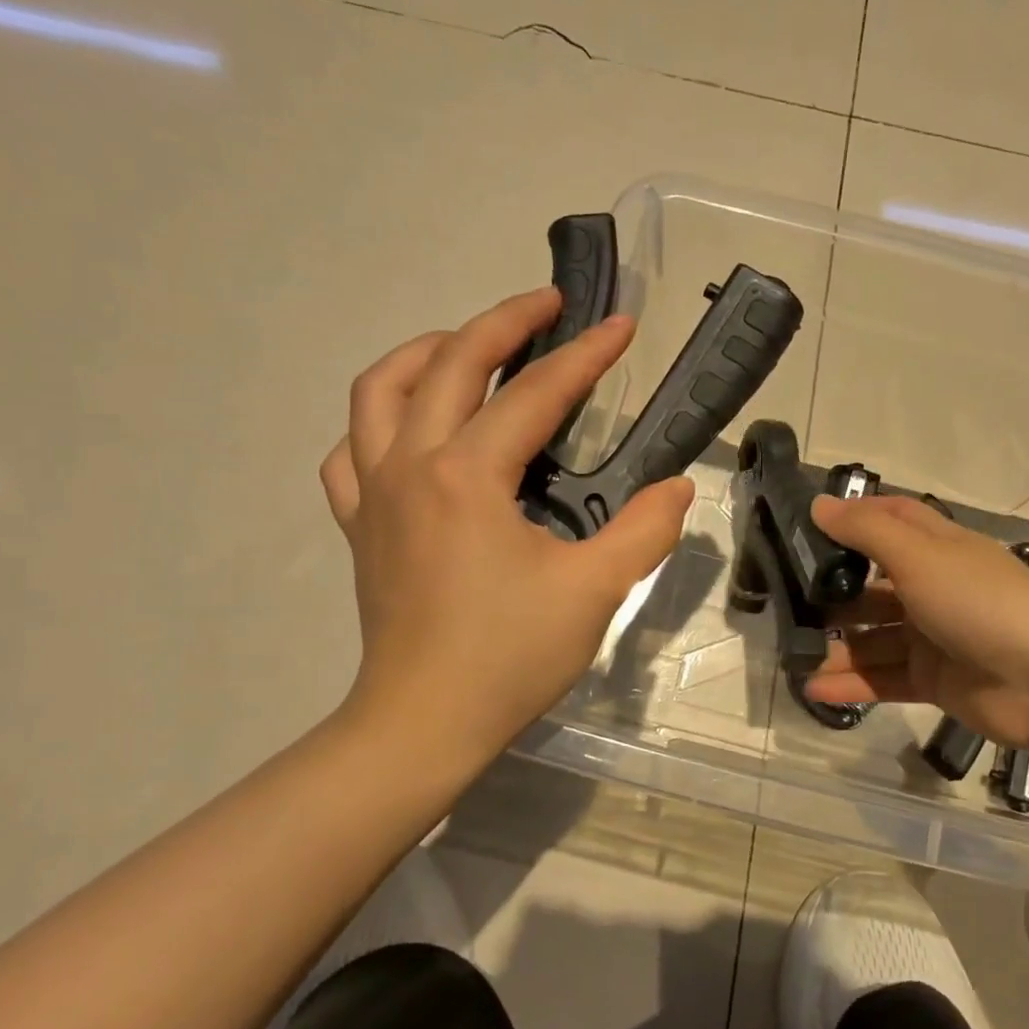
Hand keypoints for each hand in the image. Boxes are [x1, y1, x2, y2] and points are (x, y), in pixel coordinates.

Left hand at [320, 288, 693, 764]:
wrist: (424, 723)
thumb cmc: (509, 657)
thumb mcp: (594, 592)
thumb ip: (644, 530)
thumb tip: (677, 488)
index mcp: (467, 476)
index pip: (534, 394)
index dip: (584, 355)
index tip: (620, 326)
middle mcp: (411, 466)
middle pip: (450, 364)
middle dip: (503, 322)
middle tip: (546, 304)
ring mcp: (373, 494)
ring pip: (380, 392)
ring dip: (427, 353)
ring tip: (467, 344)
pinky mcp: (359, 526)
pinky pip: (351, 452)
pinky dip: (377, 423)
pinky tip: (409, 430)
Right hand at [802, 494, 1028, 761]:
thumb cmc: (979, 602)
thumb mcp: (919, 555)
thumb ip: (866, 531)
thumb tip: (818, 504)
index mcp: (939, 549)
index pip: (892, 520)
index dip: (854, 519)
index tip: (806, 525)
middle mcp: (935, 588)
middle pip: (874, 586)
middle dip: (834, 594)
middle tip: (787, 603)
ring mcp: (934, 637)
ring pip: (874, 638)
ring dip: (838, 647)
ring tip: (794, 655)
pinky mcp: (934, 680)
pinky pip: (883, 678)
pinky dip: (852, 683)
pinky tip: (814, 687)